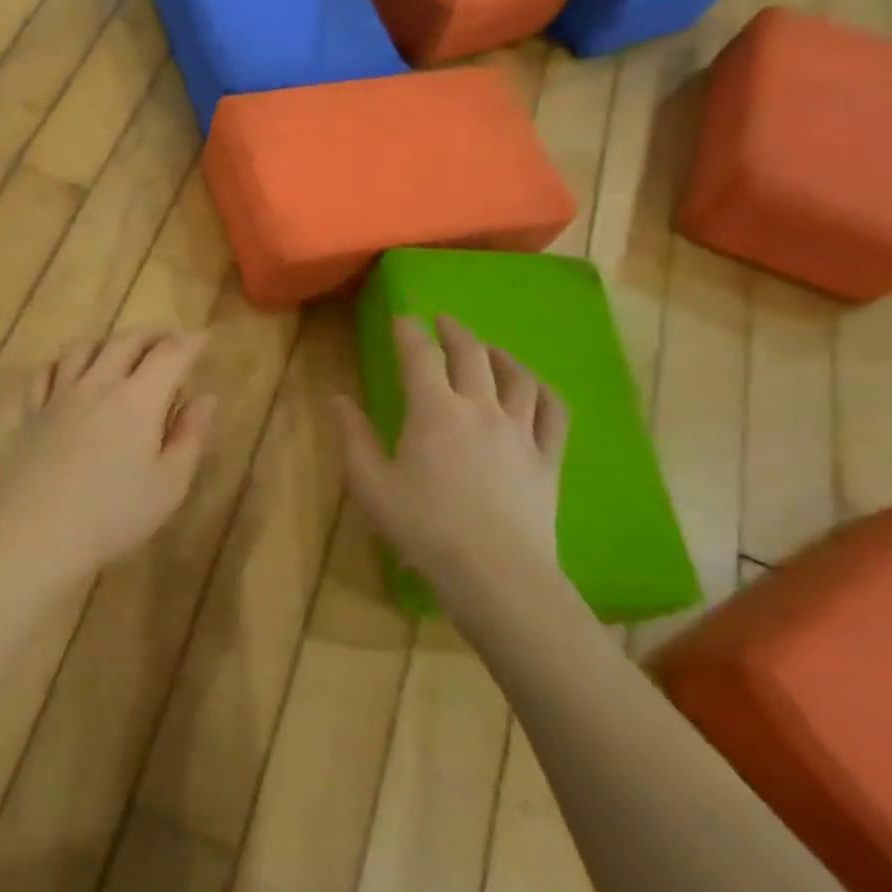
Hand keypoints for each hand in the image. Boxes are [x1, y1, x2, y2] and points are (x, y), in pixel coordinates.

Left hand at [0, 330, 216, 592]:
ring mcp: (59, 395)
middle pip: (126, 341)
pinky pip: (46, 371)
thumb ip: (190, 437)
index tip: (203, 339)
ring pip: (84, 348)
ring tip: (121, 349)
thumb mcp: (169, 485)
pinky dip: (63, 362)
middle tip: (169, 338)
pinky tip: (68, 371)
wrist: (35, 532)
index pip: (170, 355)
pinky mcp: (31, 412)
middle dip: (153, 333)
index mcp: (138, 400)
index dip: (190, 343)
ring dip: (109, 340)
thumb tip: (206, 398)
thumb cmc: (112, 514)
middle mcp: (98, 384)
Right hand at [335, 315, 572, 616]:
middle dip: (454, 332)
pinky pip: (553, 411)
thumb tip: (338, 399)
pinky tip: (534, 388)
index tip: (401, 319)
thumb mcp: (372, 485)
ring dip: (499, 354)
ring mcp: (521, 431)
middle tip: (443, 322)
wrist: (495, 572)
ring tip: (488, 349)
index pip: (420, 356)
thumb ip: (354, 437)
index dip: (409, 333)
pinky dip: (542, 391)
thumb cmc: (423, 527)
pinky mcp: (548, 457)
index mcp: (434, 411)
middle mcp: (481, 408)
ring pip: (517, 376)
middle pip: (472, 354)